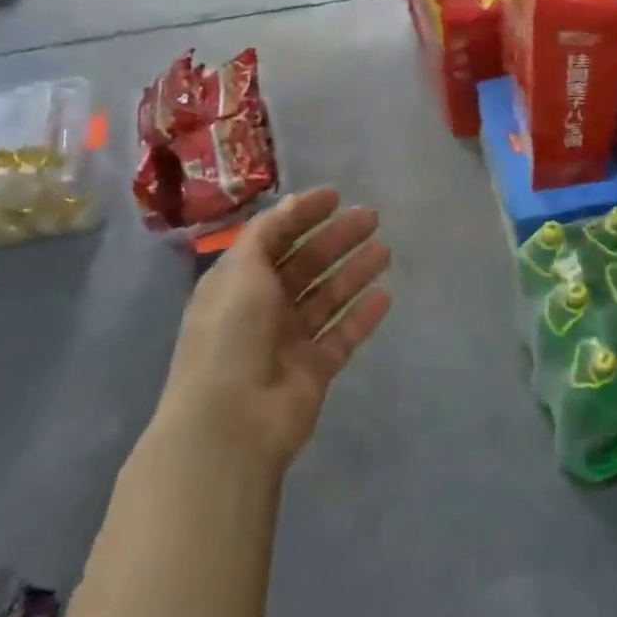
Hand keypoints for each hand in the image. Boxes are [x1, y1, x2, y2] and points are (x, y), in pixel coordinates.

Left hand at [161, 188, 391, 470]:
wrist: (231, 421)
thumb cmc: (231, 333)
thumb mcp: (241, 270)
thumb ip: (268, 233)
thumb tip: (291, 203)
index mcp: (237, 282)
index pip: (273, 238)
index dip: (301, 215)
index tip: (335, 195)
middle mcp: (262, 307)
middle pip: (306, 264)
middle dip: (336, 239)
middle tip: (371, 217)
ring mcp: (289, 340)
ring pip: (327, 297)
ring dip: (354, 272)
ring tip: (385, 250)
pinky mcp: (314, 370)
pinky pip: (342, 335)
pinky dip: (362, 316)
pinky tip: (385, 295)